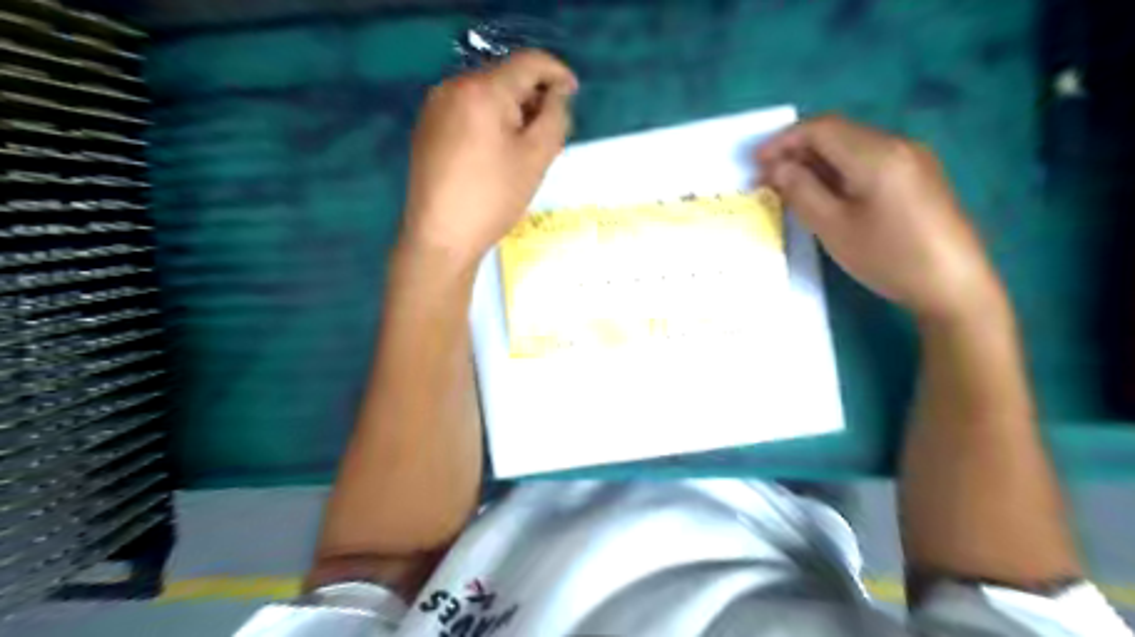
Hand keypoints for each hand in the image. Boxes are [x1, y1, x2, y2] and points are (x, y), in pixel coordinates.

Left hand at [402, 50, 577, 266]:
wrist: (441, 237)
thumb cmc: (493, 198)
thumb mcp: (536, 158)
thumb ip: (555, 117)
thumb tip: (557, 94)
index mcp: (482, 90)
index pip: (528, 63)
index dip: (557, 73)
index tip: (573, 93)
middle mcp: (453, 86)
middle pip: (505, 77)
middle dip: (532, 97)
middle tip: (549, 132)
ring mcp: (435, 106)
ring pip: (485, 95)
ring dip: (511, 110)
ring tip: (524, 147)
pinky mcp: (427, 127)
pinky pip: (467, 110)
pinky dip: (489, 120)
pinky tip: (496, 152)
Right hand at [757, 112, 1003, 321]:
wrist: (953, 285)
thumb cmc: (888, 257)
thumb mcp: (833, 228)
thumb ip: (801, 191)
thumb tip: (777, 168)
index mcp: (876, 154)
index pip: (821, 128)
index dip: (783, 140)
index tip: (755, 163)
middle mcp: (897, 144)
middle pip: (838, 132)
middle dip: (797, 149)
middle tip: (767, 177)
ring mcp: (912, 158)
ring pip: (852, 146)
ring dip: (817, 160)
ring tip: (790, 186)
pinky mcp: (917, 175)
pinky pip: (869, 160)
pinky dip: (839, 169)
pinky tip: (825, 192)